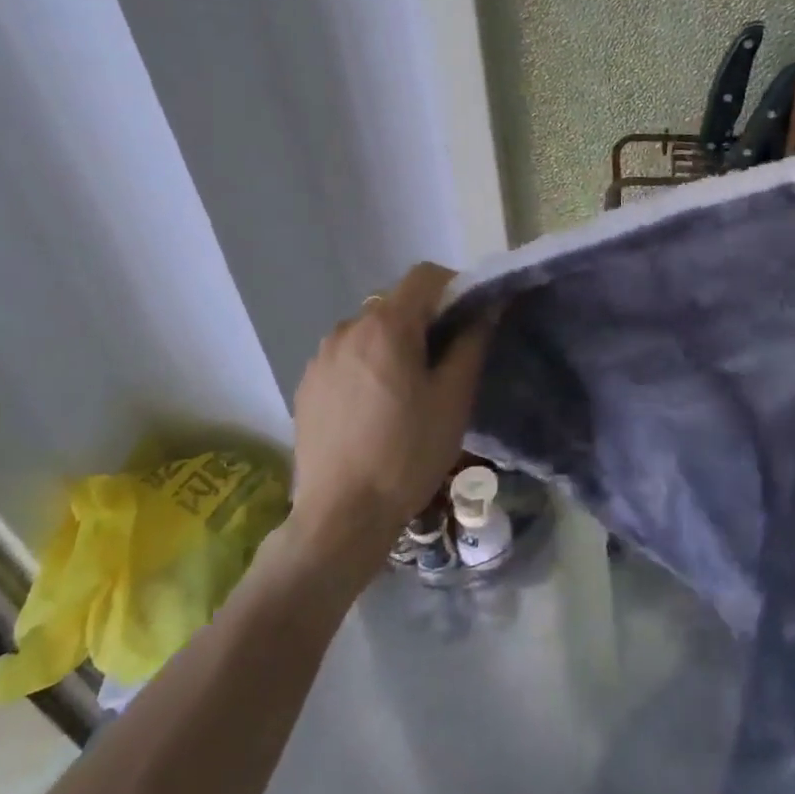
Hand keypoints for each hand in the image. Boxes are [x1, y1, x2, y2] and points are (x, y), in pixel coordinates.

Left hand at [286, 263, 494, 557]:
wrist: (340, 517)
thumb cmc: (407, 453)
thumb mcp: (453, 398)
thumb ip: (471, 342)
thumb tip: (486, 307)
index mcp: (387, 325)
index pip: (425, 276)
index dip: (454, 287)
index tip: (468, 319)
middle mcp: (348, 327)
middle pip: (396, 302)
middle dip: (424, 318)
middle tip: (443, 361)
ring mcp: (322, 356)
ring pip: (370, 329)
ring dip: (393, 342)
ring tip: (406, 389)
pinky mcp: (307, 383)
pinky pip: (347, 355)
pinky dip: (367, 364)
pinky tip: (374, 407)